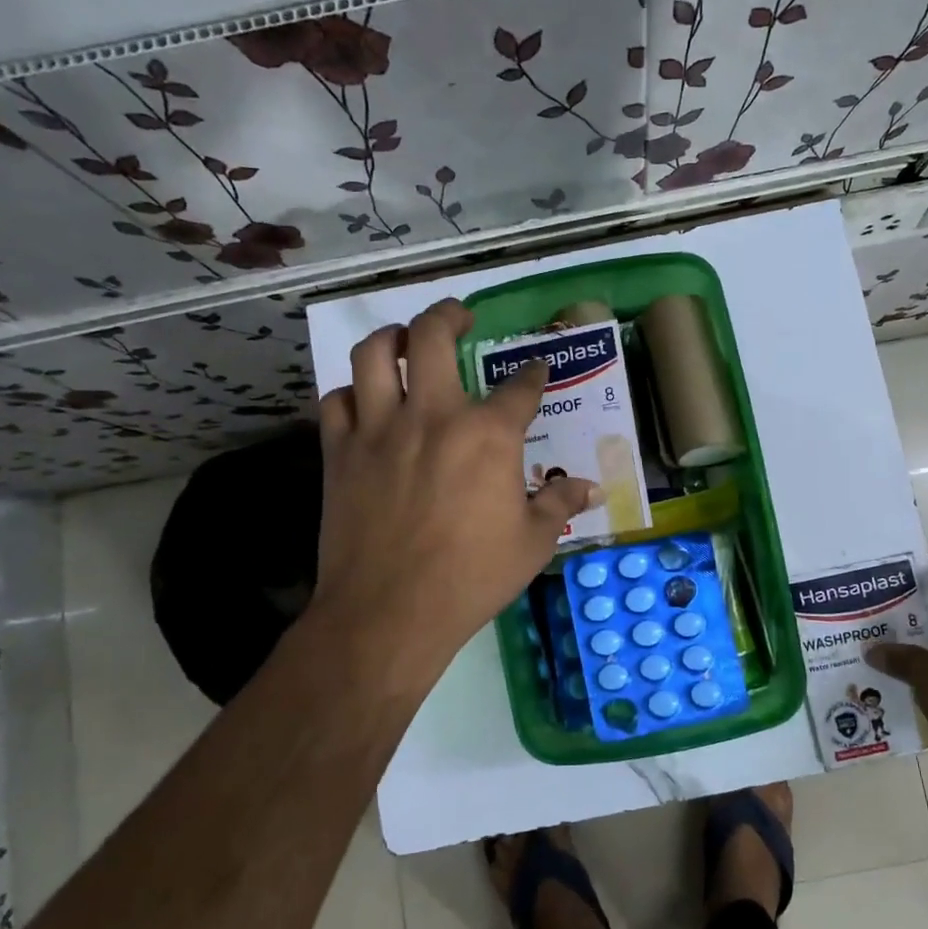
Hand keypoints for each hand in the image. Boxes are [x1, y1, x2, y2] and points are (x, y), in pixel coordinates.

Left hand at [309, 299, 597, 690]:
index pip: (519, 388)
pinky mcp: (340, 452)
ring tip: (403, 339)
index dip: (533, 375)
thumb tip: (590, 488)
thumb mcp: (532, 544)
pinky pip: (337, 401)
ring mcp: (379, 429)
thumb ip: (560, 504)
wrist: (389, 613)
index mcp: (488, 435)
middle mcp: (433, 416)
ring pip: (373, 355)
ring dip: (391, 337)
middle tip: (459, 317)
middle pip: (433, 337)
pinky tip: (364, 402)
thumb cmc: (471, 578)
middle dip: (450, 315)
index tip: (536, 370)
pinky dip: (352, 393)